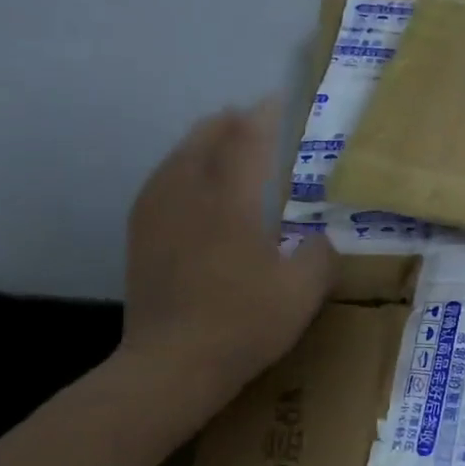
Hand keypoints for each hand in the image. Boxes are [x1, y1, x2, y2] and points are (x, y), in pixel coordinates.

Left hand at [119, 98, 334, 402]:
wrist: (172, 364)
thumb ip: (320, 256)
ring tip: (216, 138)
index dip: (262, 119)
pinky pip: (158, 185)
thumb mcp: (303, 292)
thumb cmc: (244, 323)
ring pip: (175, 161)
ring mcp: (157, 218)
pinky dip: (176, 170)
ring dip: (198, 143)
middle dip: (226, 124)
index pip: (246, 144)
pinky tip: (183, 182)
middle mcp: (189, 199)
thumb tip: (323, 238)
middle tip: (247, 116)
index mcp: (230, 204)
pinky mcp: (141, 239)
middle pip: (202, 143)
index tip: (274, 101)